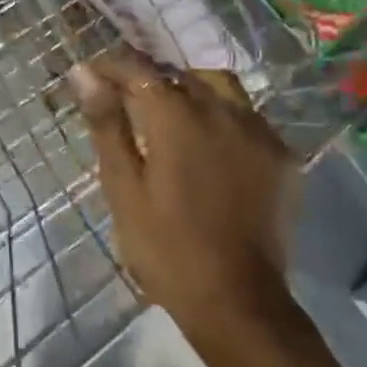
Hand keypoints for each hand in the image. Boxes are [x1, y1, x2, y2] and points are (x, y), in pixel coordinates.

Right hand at [68, 50, 296, 342]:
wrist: (236, 300)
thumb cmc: (165, 248)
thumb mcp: (123, 187)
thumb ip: (107, 124)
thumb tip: (85, 73)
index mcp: (178, 117)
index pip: (140, 70)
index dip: (112, 66)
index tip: (91, 74)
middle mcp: (223, 111)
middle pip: (181, 74)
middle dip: (149, 78)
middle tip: (124, 98)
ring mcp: (259, 132)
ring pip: (220, 87)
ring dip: (189, 89)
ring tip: (168, 114)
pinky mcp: (281, 156)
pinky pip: (248, 117)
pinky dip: (222, 115)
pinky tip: (210, 142)